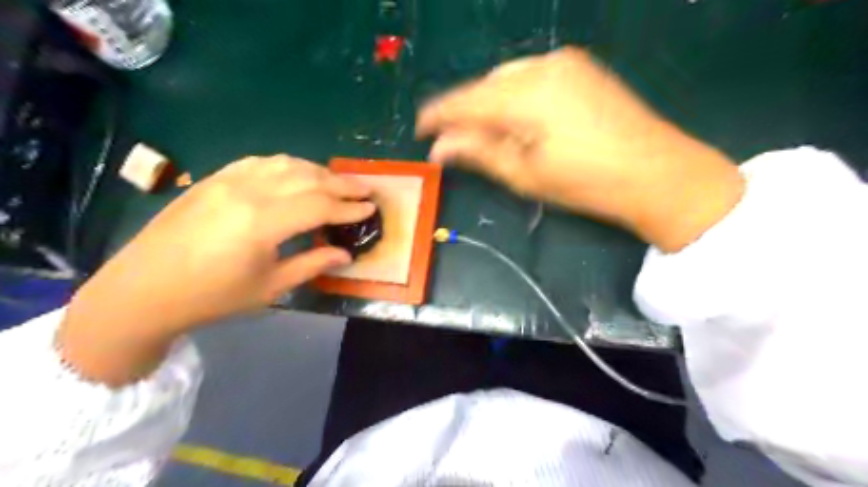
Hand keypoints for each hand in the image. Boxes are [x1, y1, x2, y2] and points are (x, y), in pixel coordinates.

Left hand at [59, 154, 372, 384]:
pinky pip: (260, 162)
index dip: (349, 207)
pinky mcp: (214, 179)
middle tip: (366, 189)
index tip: (371, 208)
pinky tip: (298, 173)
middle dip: (342, 184)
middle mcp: (248, 192)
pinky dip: (287, 165)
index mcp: (262, 223)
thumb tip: (344, 254)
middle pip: (307, 179)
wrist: (144, 290)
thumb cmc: (212, 297)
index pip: (320, 205)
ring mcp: (228, 180)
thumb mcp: (269, 287)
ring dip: (317, 171)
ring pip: (285, 164)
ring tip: (338, 182)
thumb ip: (311, 264)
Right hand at [417, 46, 742, 251]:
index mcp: (526, 95)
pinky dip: (514, 95)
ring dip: (489, 103)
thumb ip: (479, 152)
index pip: (465, 99)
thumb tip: (439, 147)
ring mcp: (565, 62)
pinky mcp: (581, 67)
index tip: (420, 129)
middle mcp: (542, 66)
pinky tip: (517, 118)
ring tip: (485, 133)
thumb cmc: (586, 182)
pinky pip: (531, 75)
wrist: (657, 172)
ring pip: (507, 78)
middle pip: (485, 85)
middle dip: (466, 111)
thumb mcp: (525, 174)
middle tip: (455, 141)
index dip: (438, 114)